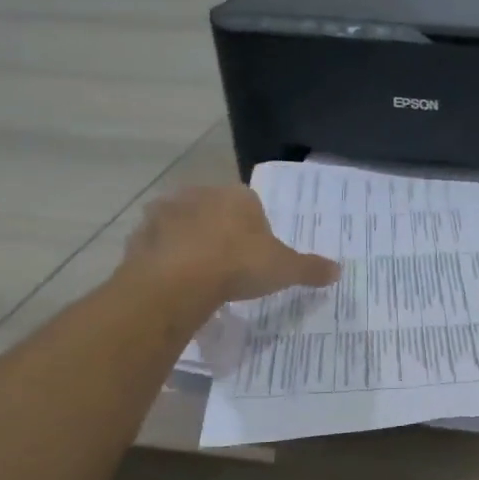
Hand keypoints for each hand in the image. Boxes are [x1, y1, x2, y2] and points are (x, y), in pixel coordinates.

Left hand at [123, 186, 338, 303]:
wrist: (177, 282)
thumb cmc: (238, 265)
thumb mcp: (284, 269)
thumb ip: (310, 268)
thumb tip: (339, 270)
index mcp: (237, 196)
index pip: (250, 205)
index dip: (254, 231)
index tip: (256, 257)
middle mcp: (200, 195)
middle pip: (214, 211)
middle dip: (220, 233)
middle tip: (228, 267)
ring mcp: (165, 213)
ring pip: (182, 226)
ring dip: (189, 243)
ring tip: (199, 277)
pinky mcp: (139, 236)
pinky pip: (157, 246)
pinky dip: (164, 260)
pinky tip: (174, 283)